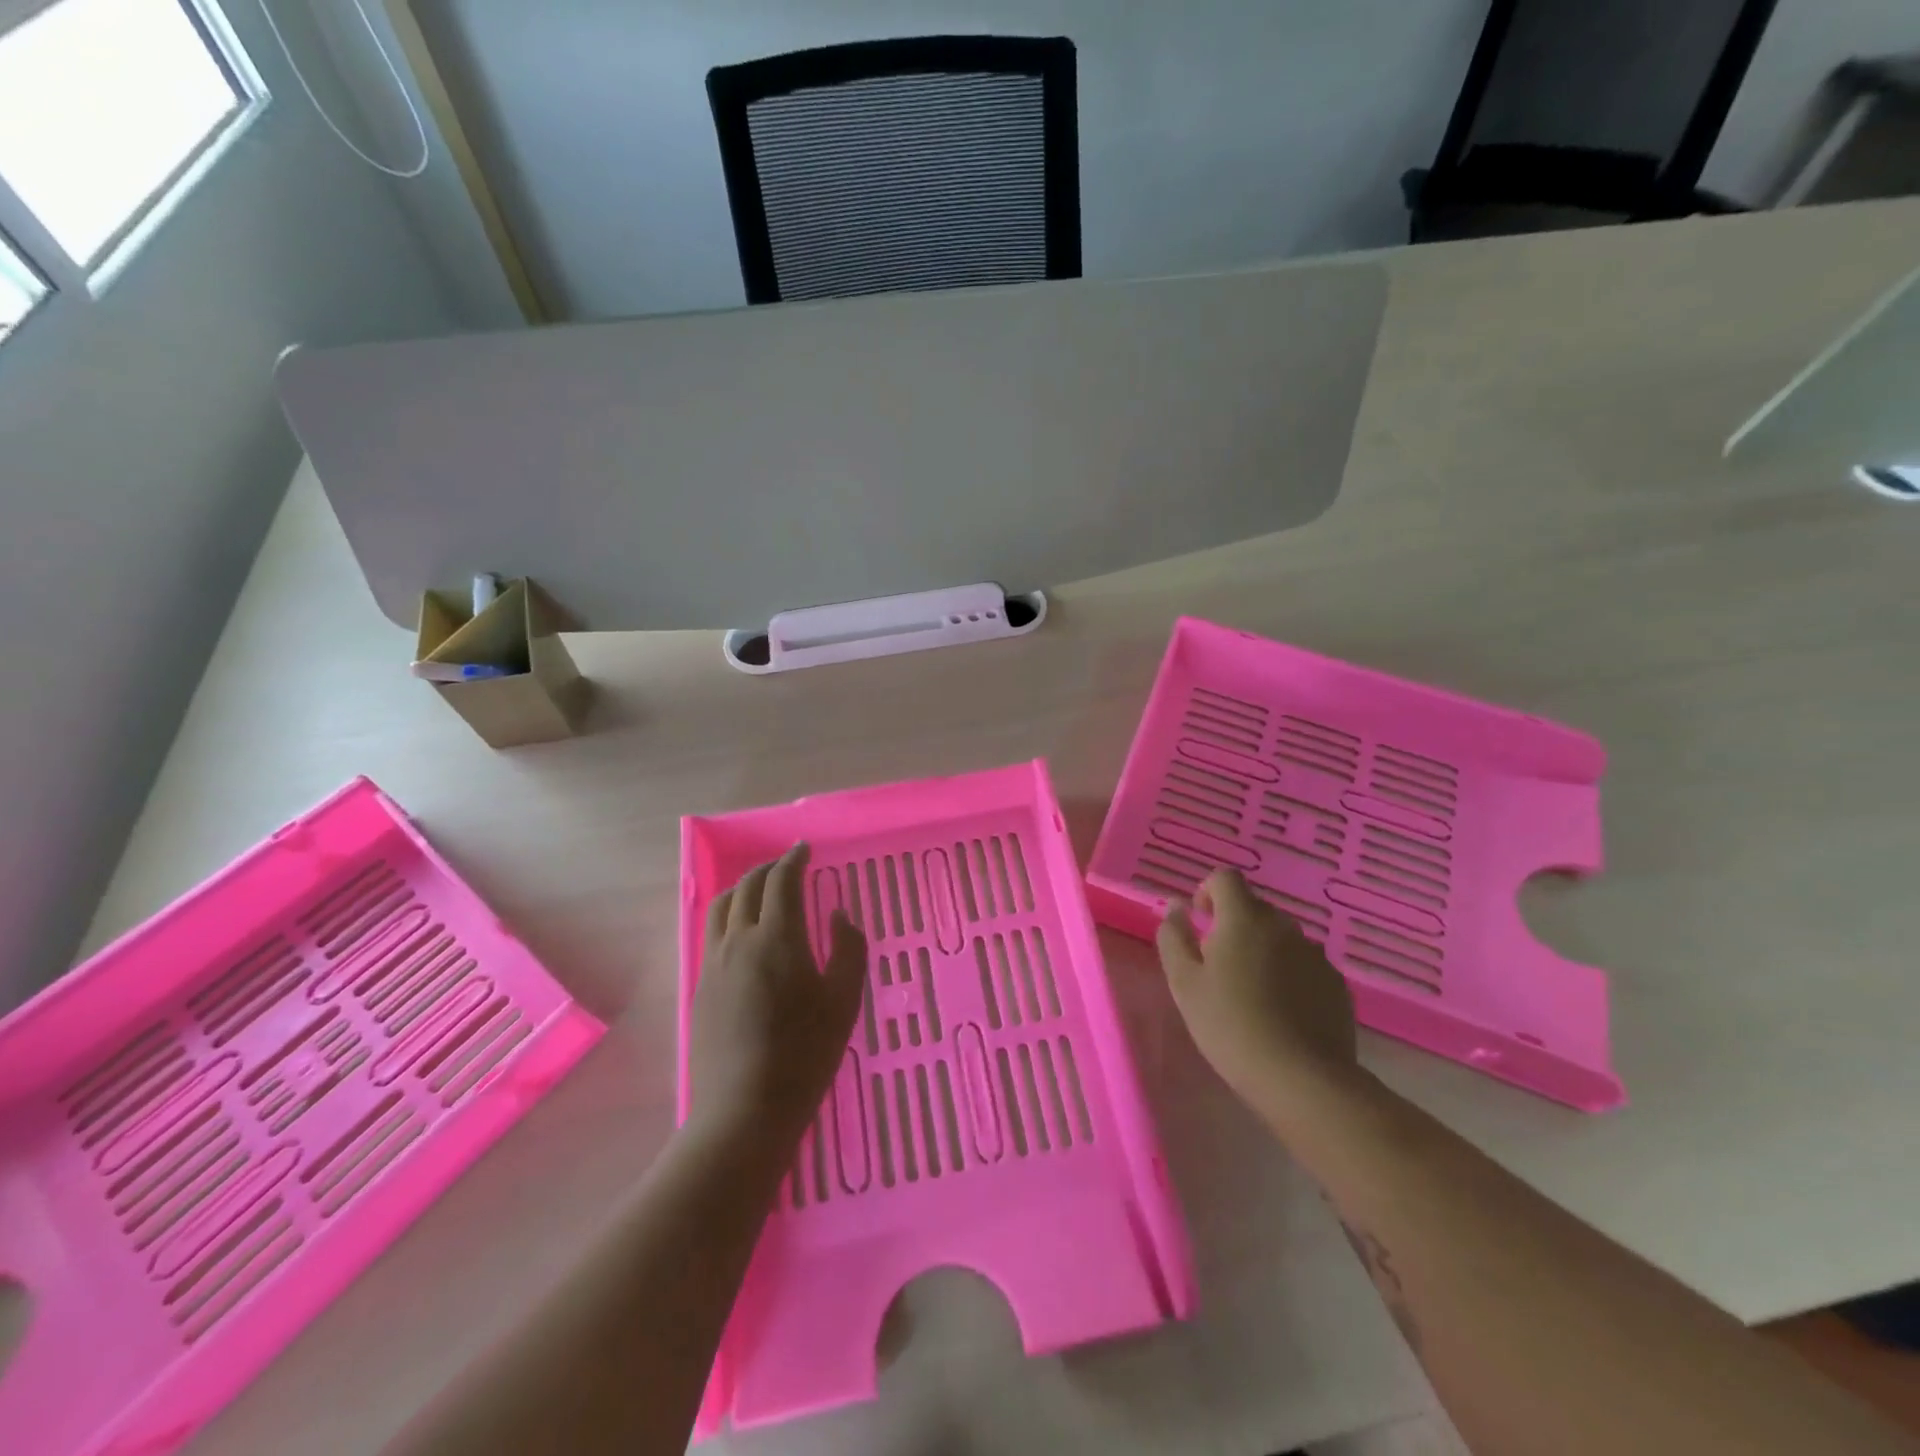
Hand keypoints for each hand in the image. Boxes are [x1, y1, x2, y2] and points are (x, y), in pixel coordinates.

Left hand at [690, 843, 867, 1148]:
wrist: (744, 1110)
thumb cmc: (805, 1053)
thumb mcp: (844, 1000)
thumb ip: (848, 949)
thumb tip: (838, 916)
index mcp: (776, 937)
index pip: (781, 882)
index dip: (793, 860)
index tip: (804, 849)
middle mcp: (739, 940)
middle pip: (747, 887)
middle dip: (767, 869)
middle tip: (786, 866)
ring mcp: (714, 964)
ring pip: (722, 907)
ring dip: (742, 888)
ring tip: (759, 890)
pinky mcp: (701, 988)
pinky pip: (712, 933)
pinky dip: (729, 915)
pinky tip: (742, 932)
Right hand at [1156, 868, 1360, 1117]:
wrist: (1302, 1080)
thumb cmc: (1230, 1025)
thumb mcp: (1184, 983)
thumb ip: (1174, 937)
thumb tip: (1176, 907)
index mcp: (1244, 919)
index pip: (1225, 878)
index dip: (1208, 892)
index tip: (1200, 923)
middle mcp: (1284, 926)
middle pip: (1254, 909)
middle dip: (1233, 927)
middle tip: (1218, 968)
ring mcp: (1315, 955)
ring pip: (1280, 939)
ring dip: (1262, 952)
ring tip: (1251, 995)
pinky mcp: (1336, 985)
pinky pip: (1304, 966)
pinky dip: (1289, 977)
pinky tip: (1281, 1014)